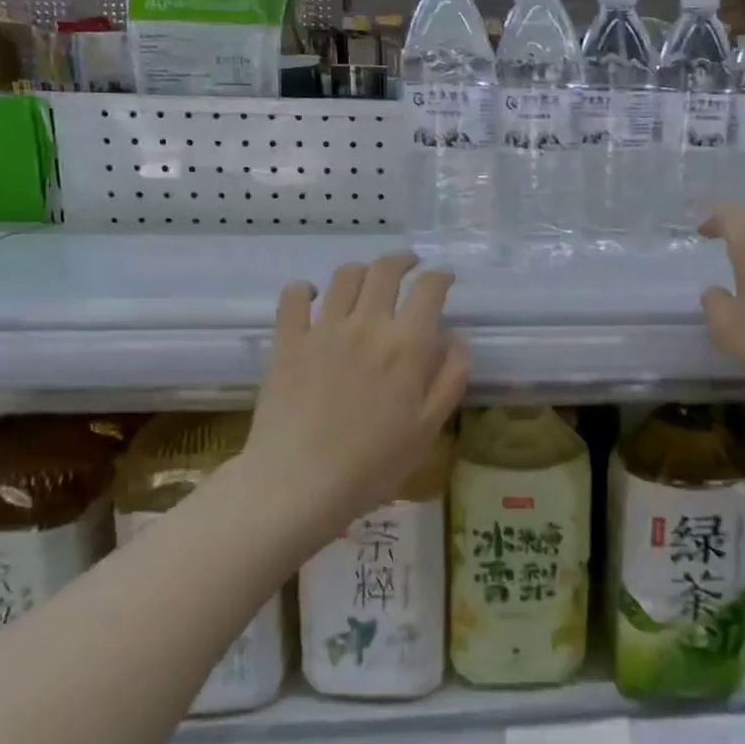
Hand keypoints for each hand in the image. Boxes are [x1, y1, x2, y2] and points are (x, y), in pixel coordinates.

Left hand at [241, 252, 468, 551]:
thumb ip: (450, 377)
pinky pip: (293, 297)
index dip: (440, 277)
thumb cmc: (373, 463)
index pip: (429, 290)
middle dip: (402, 260)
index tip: (444, 278)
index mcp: (406, 345)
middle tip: (409, 265)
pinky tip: (312, 297)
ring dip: (361, 270)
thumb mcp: (429, 427)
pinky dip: (305, 289)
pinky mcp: (288, 342)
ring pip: (344, 276)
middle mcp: (367, 325)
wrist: (299, 483)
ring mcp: (323, 330)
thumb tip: (456, 338)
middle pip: (385, 271)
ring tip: (367, 281)